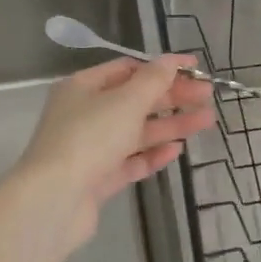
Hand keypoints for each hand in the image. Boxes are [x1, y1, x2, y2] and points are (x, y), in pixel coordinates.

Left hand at [12, 56, 215, 251]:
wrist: (53, 201)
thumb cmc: (89, 138)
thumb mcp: (126, 101)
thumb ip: (154, 80)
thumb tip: (173, 60)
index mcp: (83, 87)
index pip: (127, 69)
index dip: (161, 68)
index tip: (194, 70)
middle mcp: (84, 114)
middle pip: (134, 100)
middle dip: (171, 97)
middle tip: (207, 97)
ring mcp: (90, 148)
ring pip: (136, 132)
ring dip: (170, 125)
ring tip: (206, 122)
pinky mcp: (97, 179)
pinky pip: (130, 161)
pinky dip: (153, 154)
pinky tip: (177, 150)